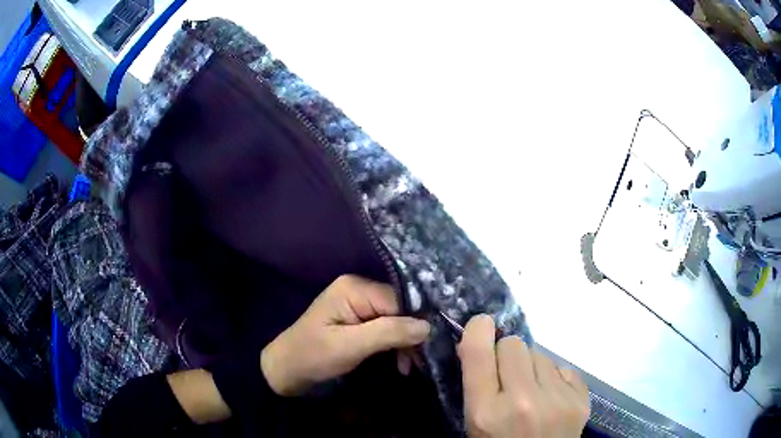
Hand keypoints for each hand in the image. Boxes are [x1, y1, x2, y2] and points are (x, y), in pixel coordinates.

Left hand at [260, 275, 430, 395]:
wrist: (287, 369)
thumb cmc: (313, 356)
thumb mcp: (350, 346)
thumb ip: (388, 333)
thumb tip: (428, 325)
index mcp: (354, 288)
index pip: (399, 300)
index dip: (415, 324)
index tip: (427, 349)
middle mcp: (359, 289)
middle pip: (400, 309)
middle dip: (411, 336)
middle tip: (419, 363)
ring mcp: (359, 304)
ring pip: (396, 320)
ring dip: (405, 343)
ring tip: (409, 367)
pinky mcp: (359, 319)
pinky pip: (387, 327)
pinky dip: (395, 345)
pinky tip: (400, 362)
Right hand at [458, 315, 589, 437]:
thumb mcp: (475, 424)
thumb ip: (475, 384)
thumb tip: (476, 341)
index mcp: (486, 413)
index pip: (479, 351)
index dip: (478, 330)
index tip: (481, 326)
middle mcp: (523, 402)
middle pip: (514, 344)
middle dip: (507, 355)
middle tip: (507, 376)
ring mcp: (557, 401)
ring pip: (540, 354)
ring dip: (532, 367)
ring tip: (532, 393)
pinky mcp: (581, 400)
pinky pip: (562, 367)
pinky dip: (554, 378)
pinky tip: (551, 398)